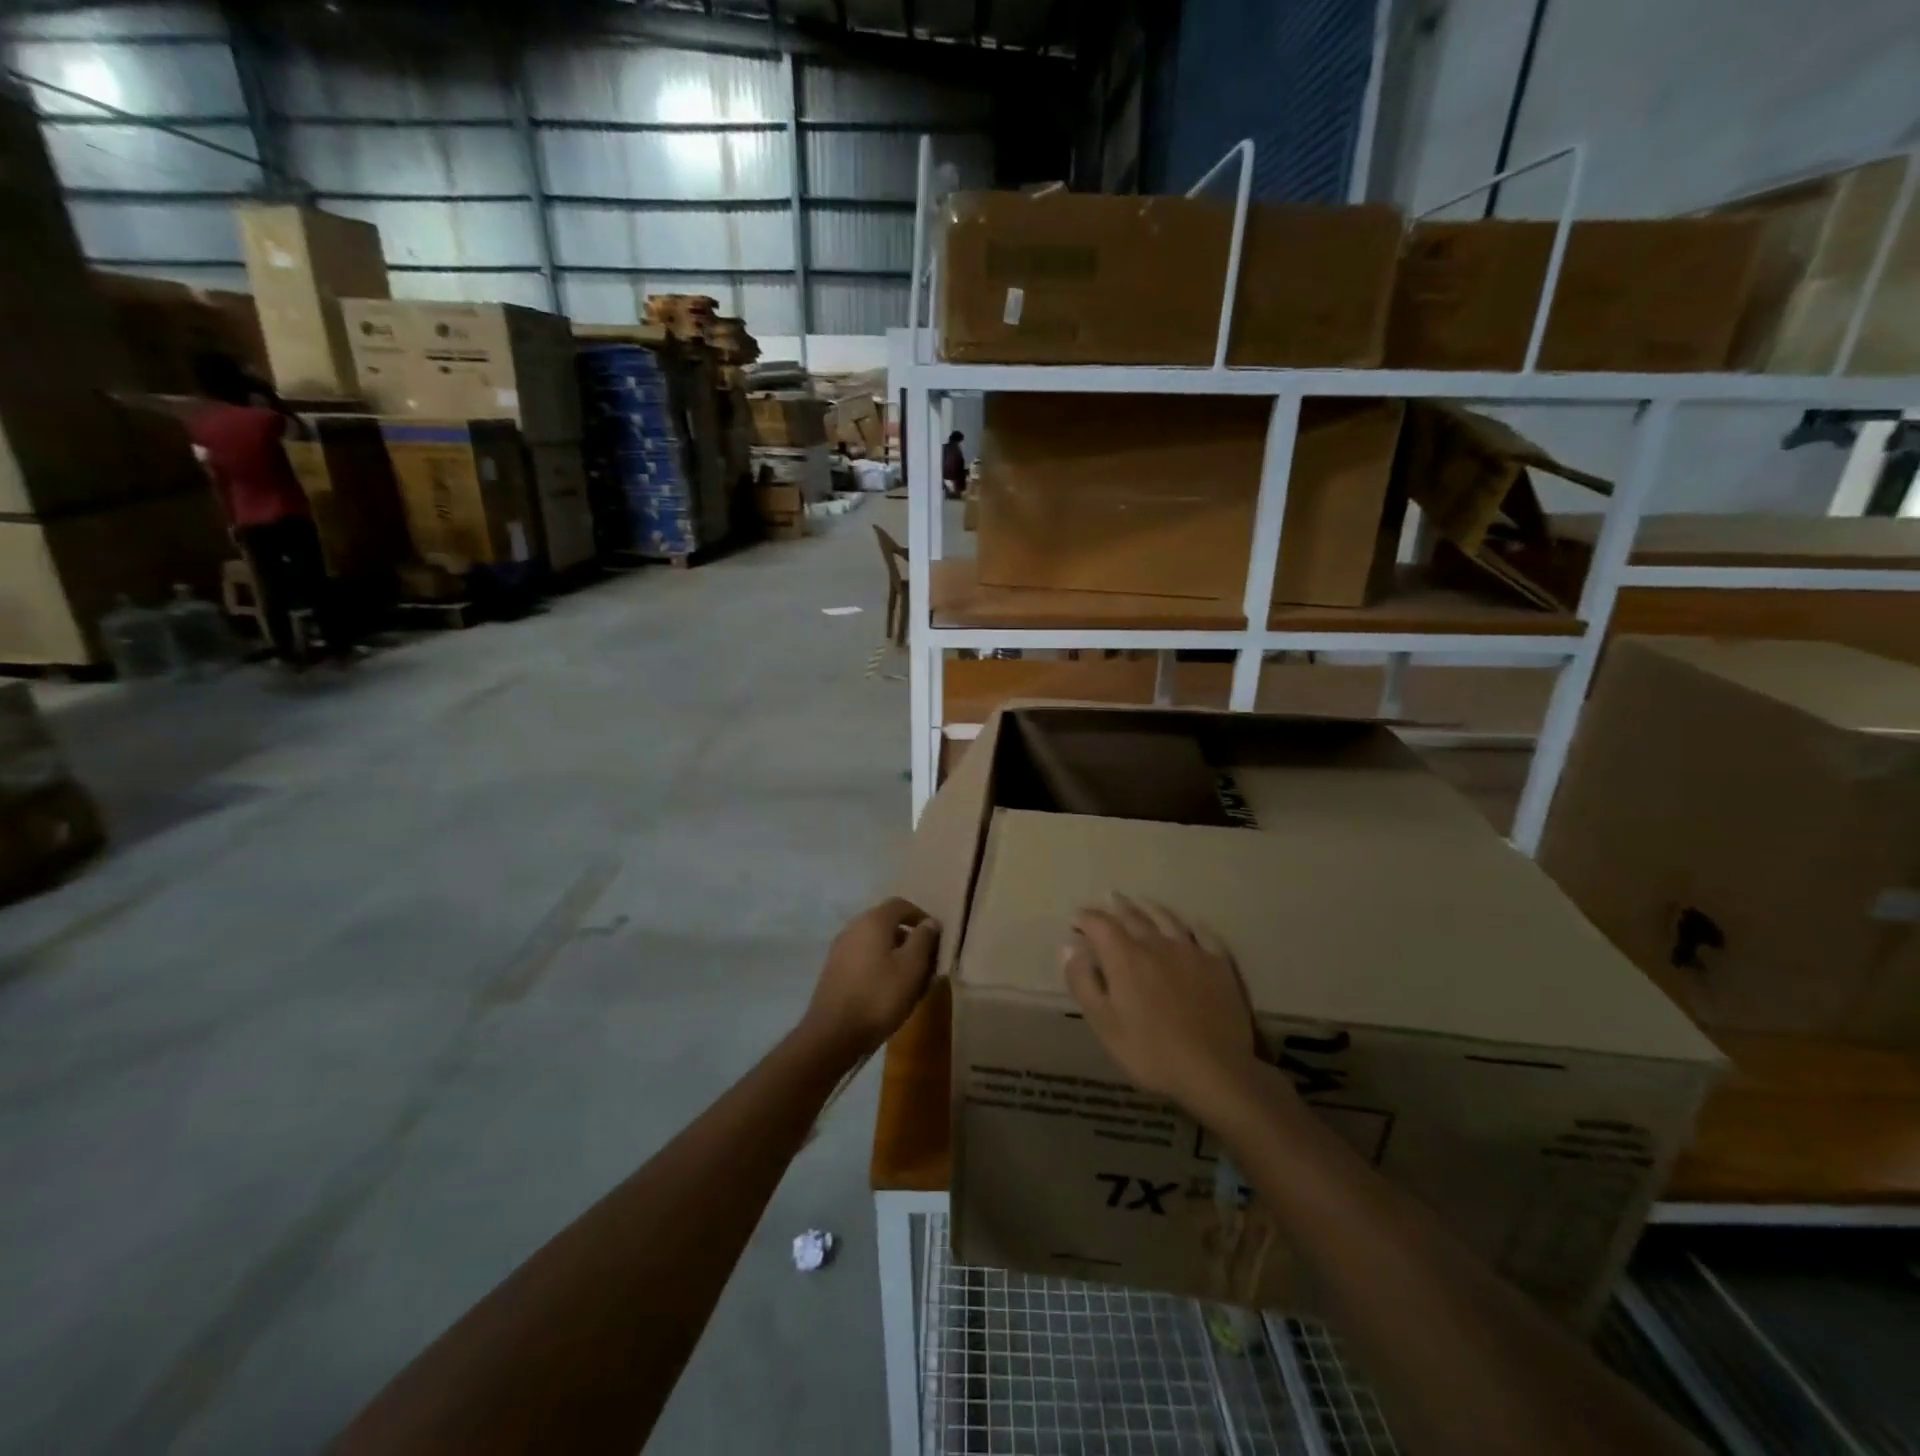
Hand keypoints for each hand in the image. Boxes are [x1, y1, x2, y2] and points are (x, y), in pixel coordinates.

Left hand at [802, 897, 939, 1058]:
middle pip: (887, 923)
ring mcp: (840, 949)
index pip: (900, 905)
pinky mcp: (834, 970)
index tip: (936, 937)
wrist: (833, 1034)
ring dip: (895, 955)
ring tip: (911, 980)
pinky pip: (863, 958)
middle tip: (927, 961)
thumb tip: (930, 922)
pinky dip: (879, 966)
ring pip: (875, 943)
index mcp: (872, 921)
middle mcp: (853, 928)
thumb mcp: (912, 967)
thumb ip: (923, 940)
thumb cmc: (879, 996)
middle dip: (909, 939)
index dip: (921, 916)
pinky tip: (888, 990)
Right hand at [1062, 895, 1260, 1115]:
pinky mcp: (1218, 963)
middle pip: (1133, 916)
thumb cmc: (1150, 1051)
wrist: (1214, 1069)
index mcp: (1125, 957)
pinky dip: (1190, 925)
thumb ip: (1083, 982)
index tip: (1077, 918)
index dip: (1086, 918)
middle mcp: (1156, 943)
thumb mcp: (1103, 1023)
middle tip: (1108, 898)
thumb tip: (1069, 947)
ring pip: (1166, 919)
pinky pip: (1202, 934)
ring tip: (1140, 903)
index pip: (1100, 925)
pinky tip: (1188, 925)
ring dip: (1149, 908)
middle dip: (1116, 907)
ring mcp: (1190, 950)